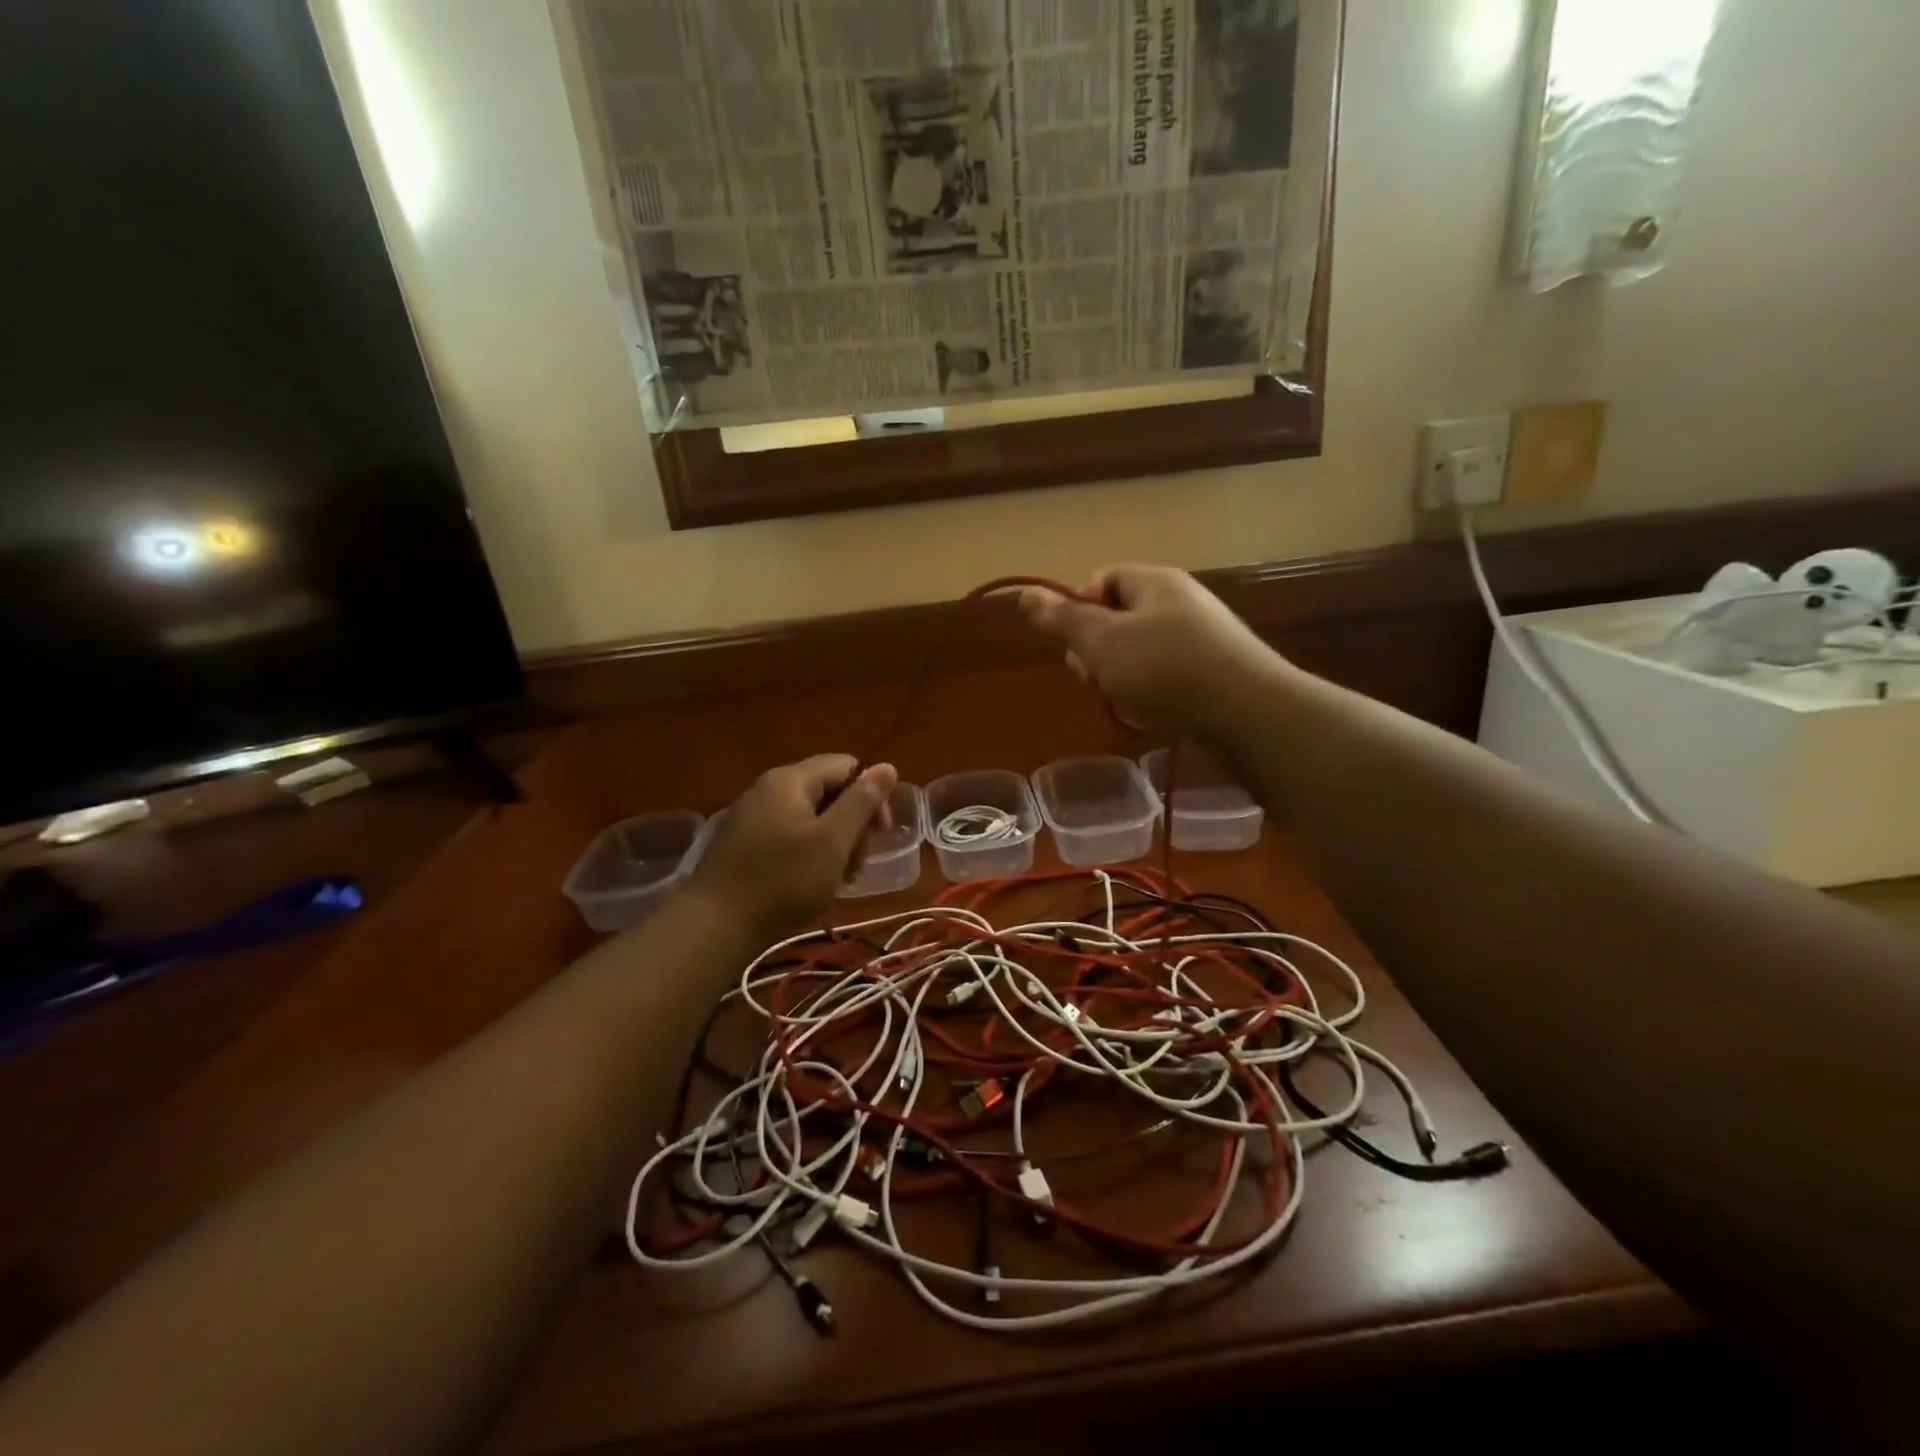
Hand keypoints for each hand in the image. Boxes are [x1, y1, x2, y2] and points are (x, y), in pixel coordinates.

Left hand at [687, 755, 898, 941]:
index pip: (846, 766)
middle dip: (852, 824)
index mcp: (791, 779)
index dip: (871, 795)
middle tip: (857, 865)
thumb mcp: (833, 841)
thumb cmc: (784, 880)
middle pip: (828, 791)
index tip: (880, 833)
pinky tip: (811, 883)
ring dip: (833, 843)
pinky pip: (788, 834)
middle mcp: (768, 788)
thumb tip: (887, 766)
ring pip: (810, 817)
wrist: (715, 924)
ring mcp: (752, 815)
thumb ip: (862, 801)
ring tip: (838, 879)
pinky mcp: (743, 842)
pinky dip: (808, 853)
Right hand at [1018, 566, 1274, 738]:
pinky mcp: (1214, 671)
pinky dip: (1150, 691)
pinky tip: (1151, 712)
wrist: (1248, 712)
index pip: (1101, 579)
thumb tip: (1026, 593)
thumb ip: (1063, 620)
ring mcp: (1201, 637)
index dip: (1077, 608)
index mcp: (1153, 582)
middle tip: (1094, 679)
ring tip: (1123, 701)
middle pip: (1119, 617)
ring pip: (1139, 651)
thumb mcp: (1102, 643)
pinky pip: (1166, 674)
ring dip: (1120, 676)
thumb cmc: (1166, 669)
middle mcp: (1179, 602)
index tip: (1072, 645)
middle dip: (1096, 649)